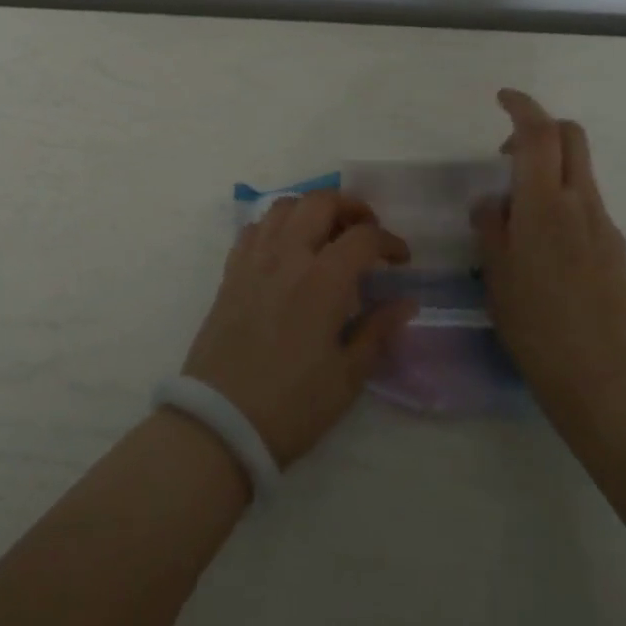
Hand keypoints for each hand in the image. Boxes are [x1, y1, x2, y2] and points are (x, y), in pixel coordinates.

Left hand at [182, 191, 415, 467]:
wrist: (220, 423)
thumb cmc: (292, 405)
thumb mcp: (347, 377)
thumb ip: (378, 331)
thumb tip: (405, 302)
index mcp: (323, 280)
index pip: (363, 237)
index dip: (389, 242)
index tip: (401, 260)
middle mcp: (288, 256)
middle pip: (321, 202)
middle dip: (351, 207)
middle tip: (366, 231)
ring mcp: (254, 260)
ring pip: (284, 206)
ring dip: (311, 210)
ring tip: (326, 234)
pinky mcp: (231, 273)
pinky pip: (254, 229)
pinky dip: (276, 226)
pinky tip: (286, 249)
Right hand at [473, 89, 625, 427]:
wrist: (604, 381)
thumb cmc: (535, 326)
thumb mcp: (496, 274)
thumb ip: (491, 226)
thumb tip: (492, 201)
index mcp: (545, 205)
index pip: (539, 133)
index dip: (522, 106)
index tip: (503, 98)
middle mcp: (581, 204)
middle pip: (571, 138)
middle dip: (541, 129)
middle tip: (508, 154)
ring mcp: (605, 227)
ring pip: (579, 173)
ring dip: (549, 172)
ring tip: (519, 217)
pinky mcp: (617, 251)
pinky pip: (587, 208)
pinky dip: (563, 204)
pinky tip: (546, 251)